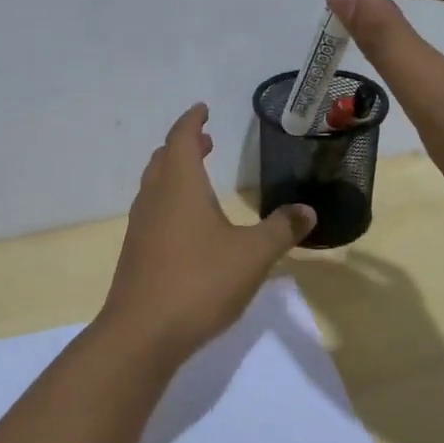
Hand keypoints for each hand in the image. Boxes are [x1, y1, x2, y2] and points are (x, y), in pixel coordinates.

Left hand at [99, 104, 316, 362]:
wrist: (143, 333)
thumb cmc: (200, 282)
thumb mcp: (252, 255)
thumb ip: (281, 229)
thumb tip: (307, 210)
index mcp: (179, 185)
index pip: (182, 138)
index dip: (193, 121)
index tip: (203, 109)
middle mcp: (154, 198)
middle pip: (164, 159)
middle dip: (184, 145)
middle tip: (206, 141)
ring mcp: (140, 227)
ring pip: (155, 186)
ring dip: (175, 173)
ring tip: (198, 176)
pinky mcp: (136, 253)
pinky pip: (153, 212)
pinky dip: (169, 201)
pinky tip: (187, 225)